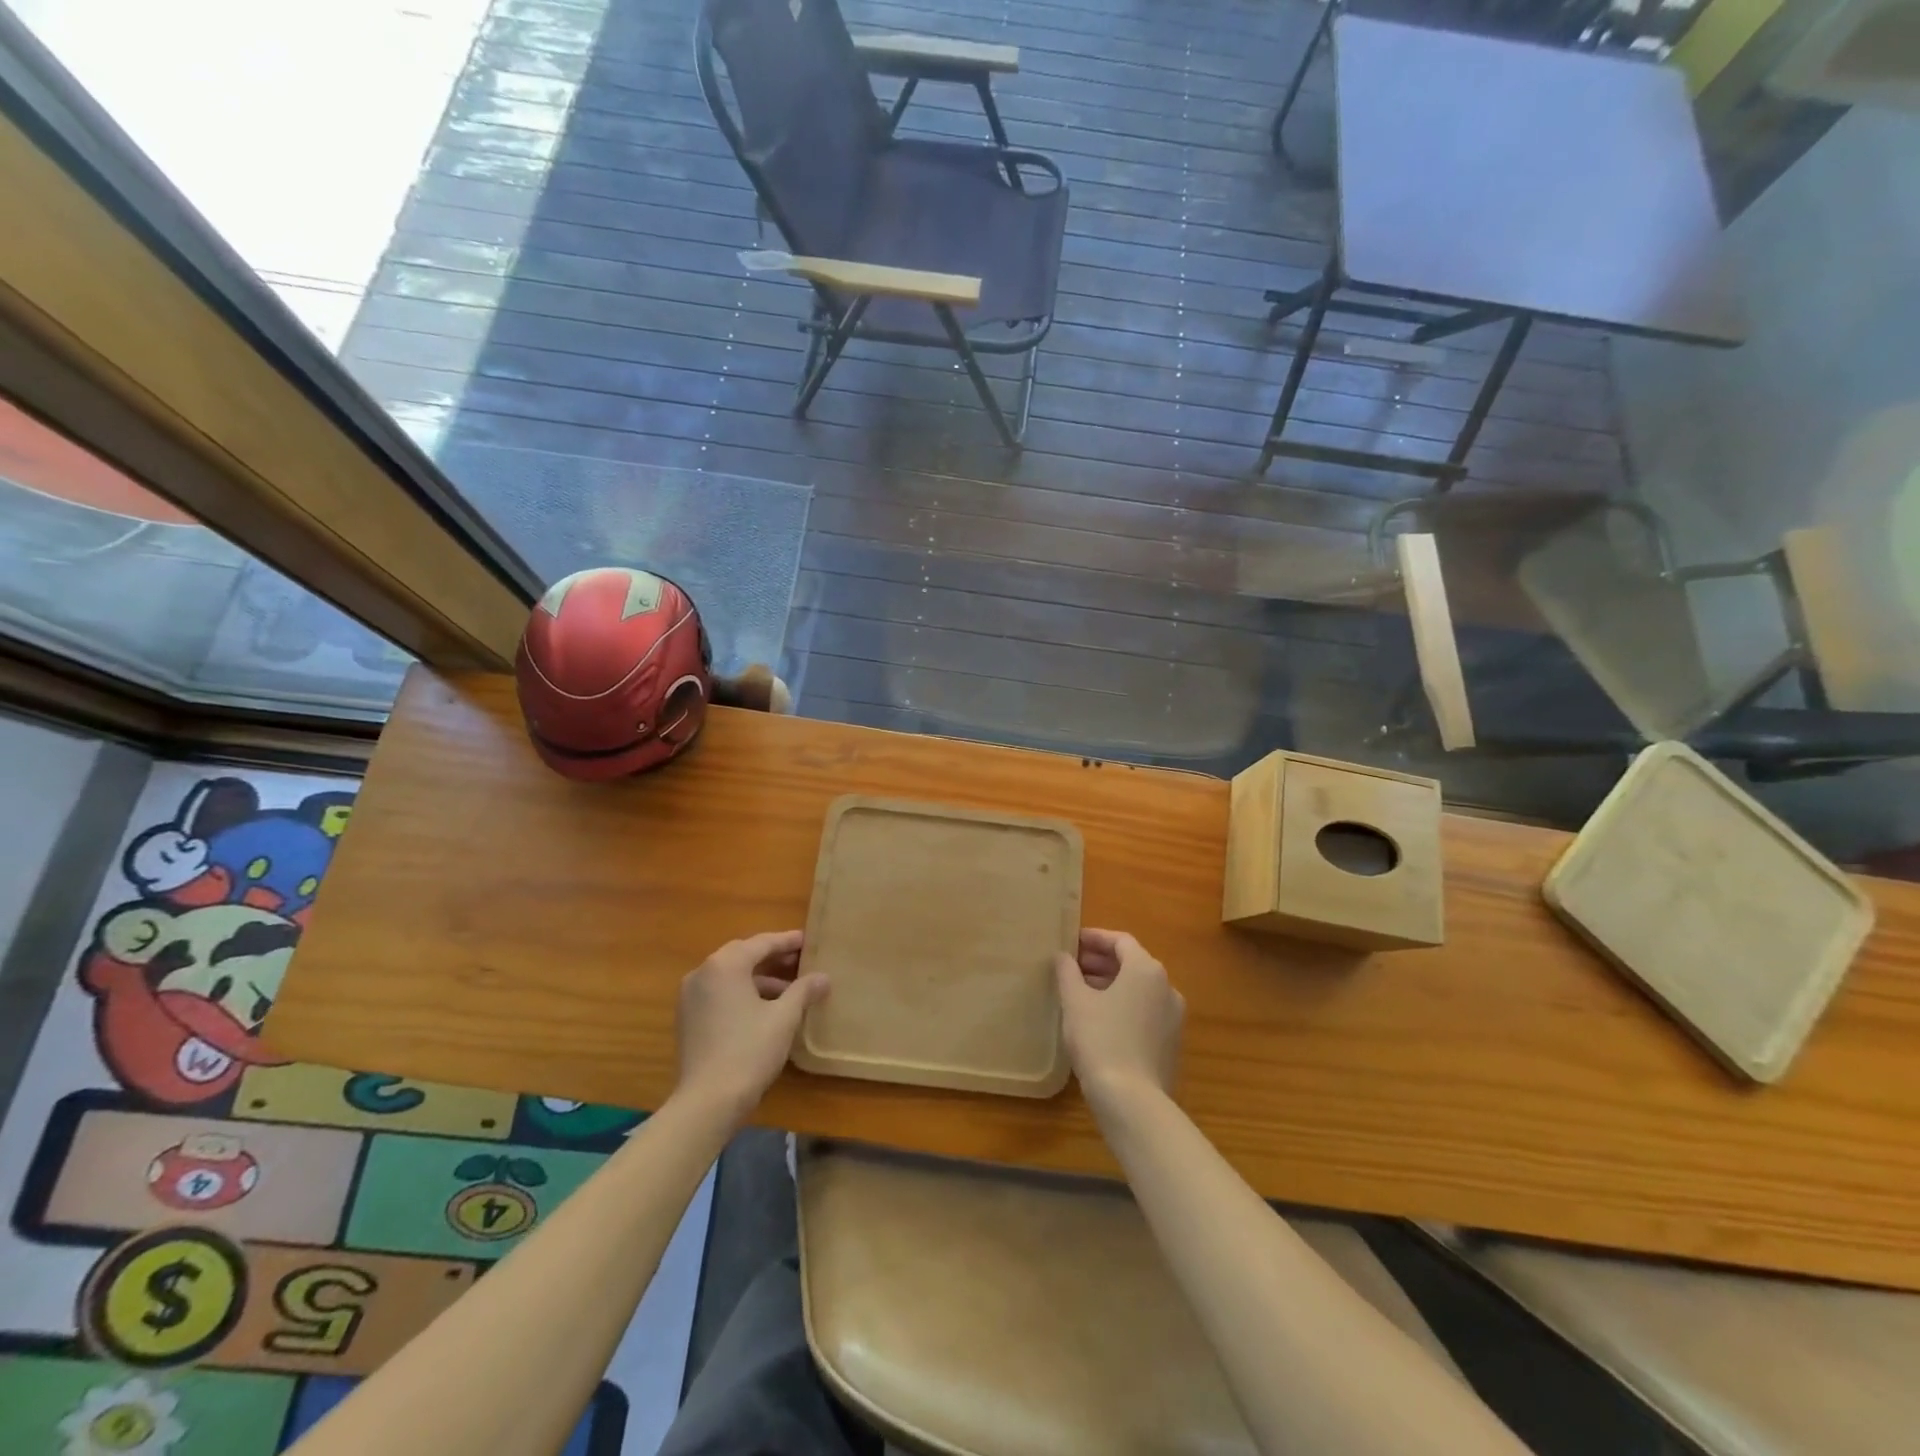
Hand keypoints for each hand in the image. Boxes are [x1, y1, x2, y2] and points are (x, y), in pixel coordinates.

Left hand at [675, 931, 827, 1121]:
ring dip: (760, 978)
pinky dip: (743, 994)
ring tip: (790, 990)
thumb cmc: (749, 1051)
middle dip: (773, 958)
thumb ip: (804, 990)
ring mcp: (690, 997)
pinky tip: (766, 1009)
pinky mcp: (688, 1019)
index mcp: (725, 965)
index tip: (809, 940)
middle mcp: (702, 973)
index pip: (761, 943)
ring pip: (731, 976)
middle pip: (743, 955)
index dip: (788, 941)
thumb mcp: (784, 1017)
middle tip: (801, 961)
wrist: (707, 1102)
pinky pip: (720, 993)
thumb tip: (823, 977)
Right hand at [1054, 929, 1184, 1108]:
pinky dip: (1123, 1005)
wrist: (1133, 1100)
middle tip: (1071, 967)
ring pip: (1139, 989)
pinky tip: (1099, 1019)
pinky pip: (1145, 1011)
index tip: (1071, 942)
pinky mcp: (1170, 1042)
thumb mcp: (1075, 1002)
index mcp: (1146, 970)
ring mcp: (1173, 1017)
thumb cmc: (1101, 1040)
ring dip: (1110, 984)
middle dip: (1100, 962)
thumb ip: (1067, 972)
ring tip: (1080, 992)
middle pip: (1132, 963)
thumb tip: (1063, 956)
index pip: (1121, 941)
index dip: (1095, 938)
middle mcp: (1167, 987)